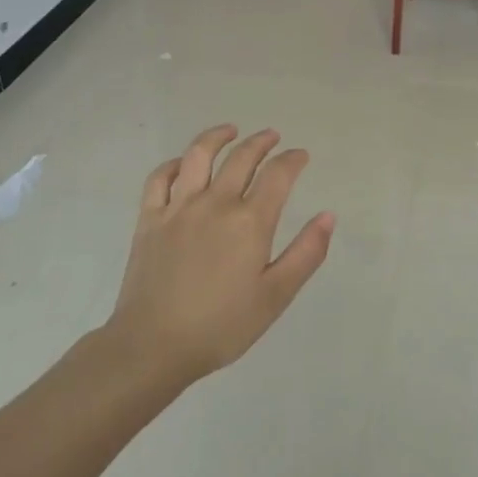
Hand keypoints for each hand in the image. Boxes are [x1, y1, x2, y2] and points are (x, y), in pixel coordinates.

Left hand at [104, 125, 335, 385]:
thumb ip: (306, 253)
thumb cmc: (221, 326)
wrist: (153, 346)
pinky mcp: (149, 218)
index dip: (293, 160)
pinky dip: (174, 163)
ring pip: (198, 155)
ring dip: (217, 136)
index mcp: (250, 221)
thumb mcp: (275, 297)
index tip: (301, 156)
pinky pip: (160, 177)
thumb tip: (328, 216)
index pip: (278, 174)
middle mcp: (216, 203)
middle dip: (262, 142)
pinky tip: (184, 163)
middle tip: (273, 136)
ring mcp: (178, 207)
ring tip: (230, 130)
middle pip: (242, 157)